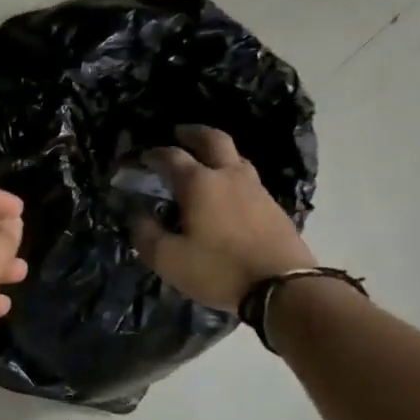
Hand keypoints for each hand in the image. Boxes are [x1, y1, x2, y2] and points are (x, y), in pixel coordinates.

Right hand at [132, 124, 314, 310]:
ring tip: (204, 161)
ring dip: (217, 152)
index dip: (152, 153)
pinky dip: (232, 175)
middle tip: (178, 134)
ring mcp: (255, 189)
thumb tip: (137, 215)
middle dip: (192, 133)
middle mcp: (228, 176)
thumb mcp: (168, 259)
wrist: (282, 287)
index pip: (171, 156)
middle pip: (212, 139)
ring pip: (235, 157)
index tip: (140, 157)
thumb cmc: (218, 270)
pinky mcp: (273, 206)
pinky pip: (248, 178)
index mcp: (199, 183)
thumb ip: (146, 234)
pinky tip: (228, 192)